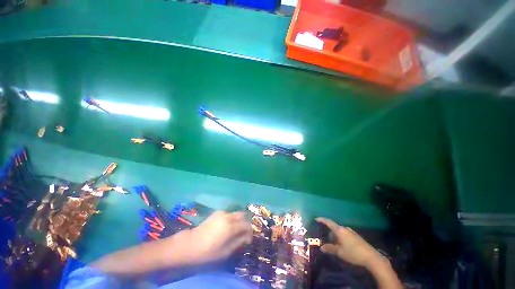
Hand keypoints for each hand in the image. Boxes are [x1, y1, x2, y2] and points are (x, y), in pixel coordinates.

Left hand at [181, 211, 251, 263]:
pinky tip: (227, 227)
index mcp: (230, 226)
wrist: (190, 244)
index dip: (250, 232)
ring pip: (236, 213)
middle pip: (243, 215)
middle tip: (243, 234)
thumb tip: (247, 237)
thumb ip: (239, 242)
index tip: (248, 241)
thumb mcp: (225, 251)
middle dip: (245, 224)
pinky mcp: (217, 212)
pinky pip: (229, 214)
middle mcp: (228, 216)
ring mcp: (222, 213)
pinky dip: (232, 219)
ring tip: (235, 231)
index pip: (246, 225)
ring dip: (238, 221)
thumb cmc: (208, 251)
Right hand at [316, 217, 384, 267]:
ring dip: (336, 237)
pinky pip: (345, 234)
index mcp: (339, 230)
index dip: (322, 220)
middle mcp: (345, 228)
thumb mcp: (340, 252)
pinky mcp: (356, 236)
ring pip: (340, 232)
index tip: (316, 219)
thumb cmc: (353, 253)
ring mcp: (351, 232)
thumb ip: (330, 248)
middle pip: (334, 228)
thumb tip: (321, 247)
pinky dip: (341, 238)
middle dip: (330, 234)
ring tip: (335, 245)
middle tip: (327, 241)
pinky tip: (343, 246)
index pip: (328, 222)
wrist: (371, 257)